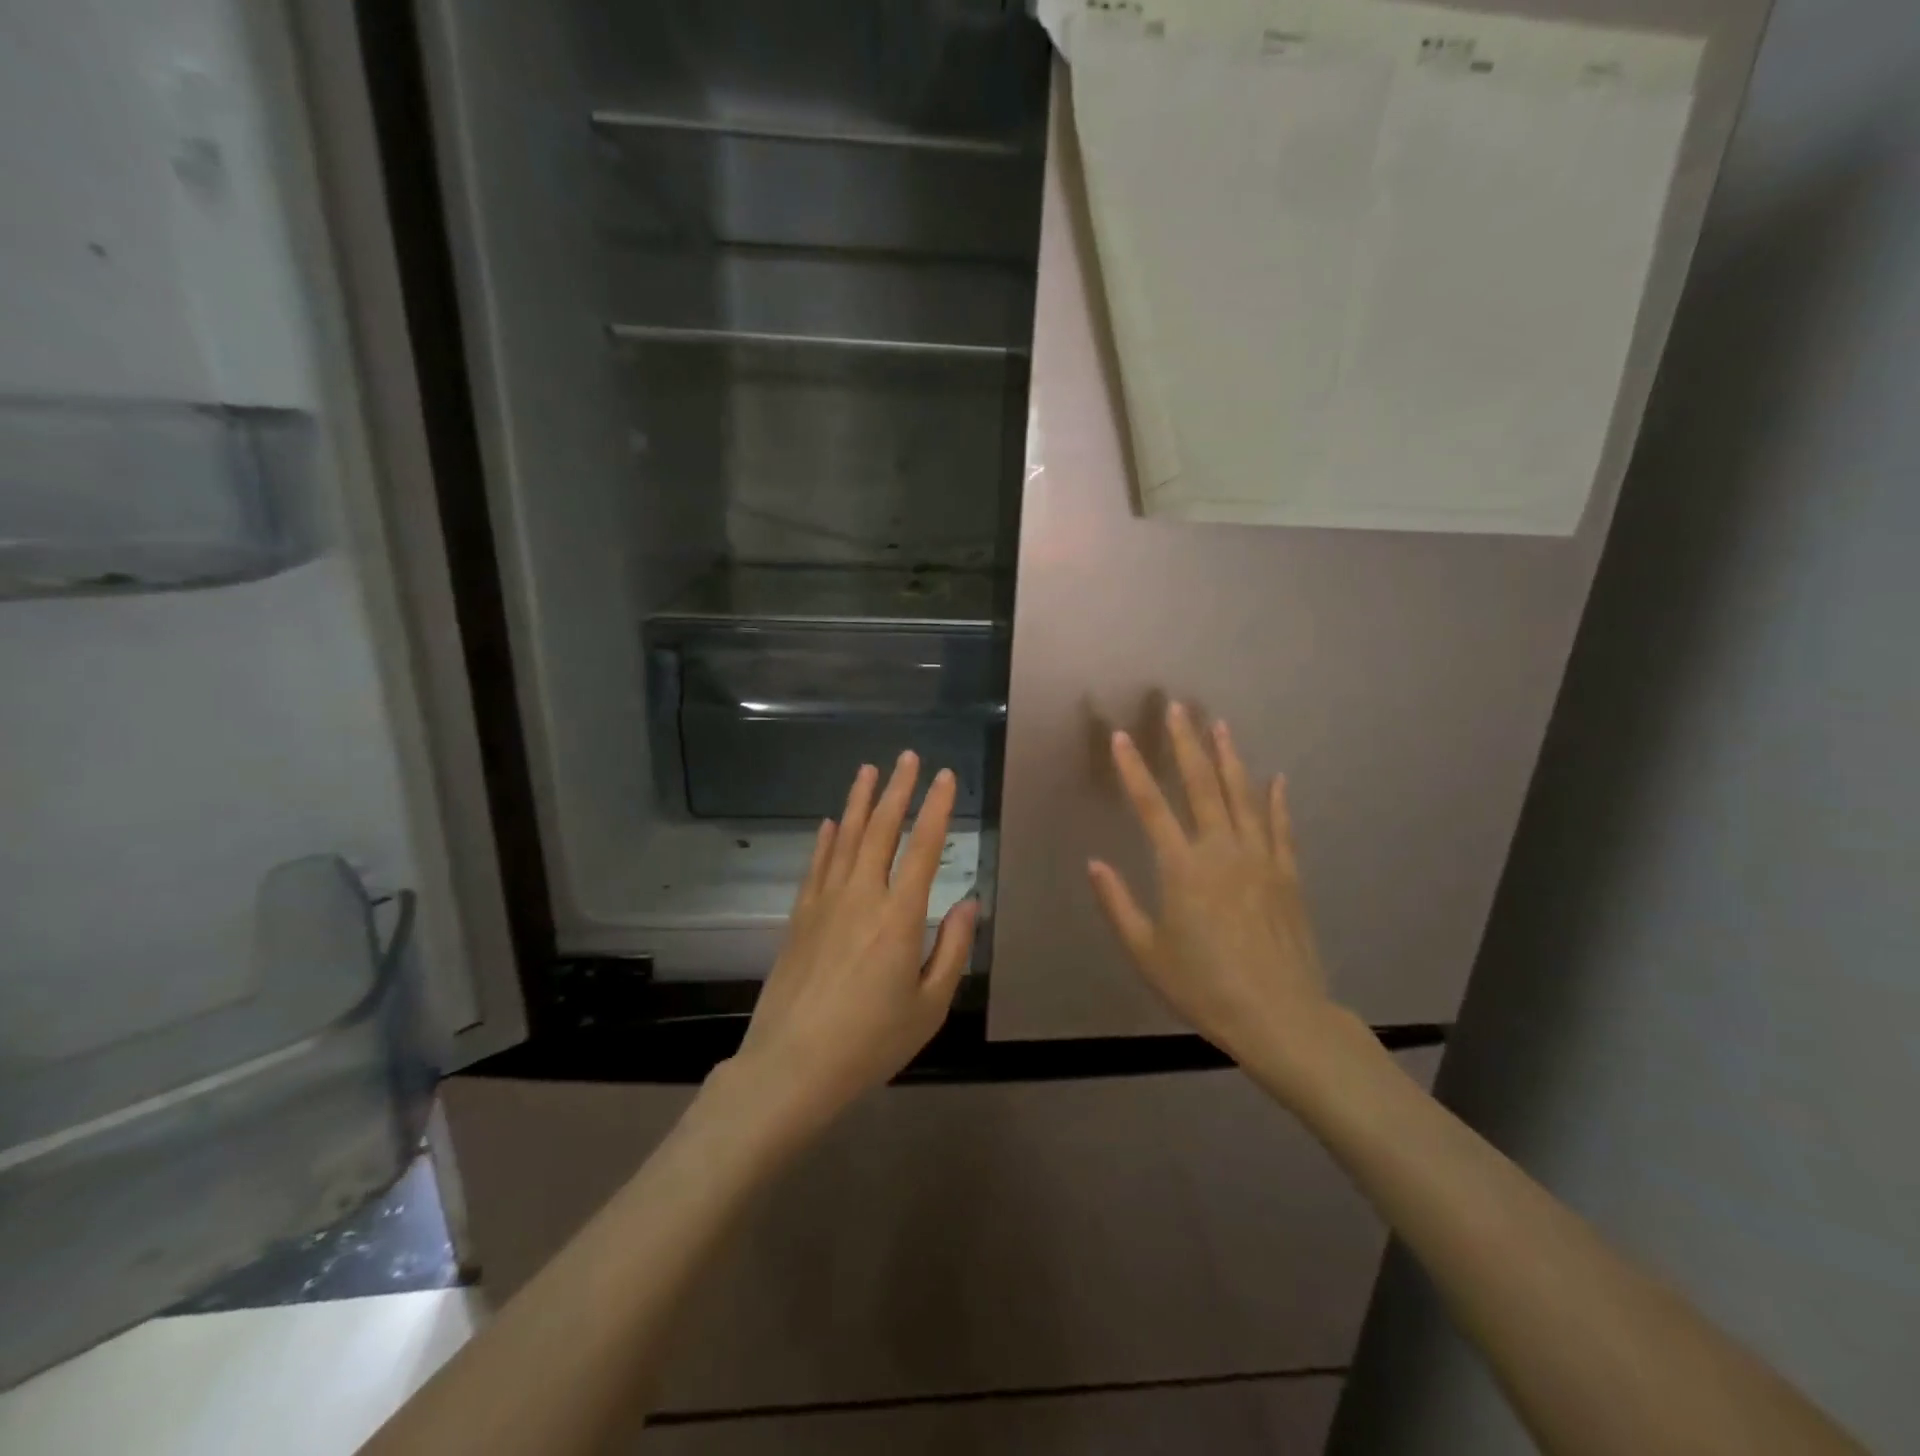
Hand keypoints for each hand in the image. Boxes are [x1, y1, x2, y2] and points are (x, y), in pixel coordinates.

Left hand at [732, 752, 975, 1133]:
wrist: (791, 1066)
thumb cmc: (871, 1041)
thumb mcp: (929, 1005)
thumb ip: (952, 949)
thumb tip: (970, 902)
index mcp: (899, 916)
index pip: (923, 847)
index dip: (937, 808)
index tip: (945, 776)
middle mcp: (861, 896)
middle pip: (881, 829)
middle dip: (898, 789)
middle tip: (907, 757)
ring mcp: (825, 902)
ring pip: (846, 838)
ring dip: (859, 801)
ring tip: (869, 770)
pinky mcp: (799, 917)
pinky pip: (816, 865)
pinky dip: (826, 839)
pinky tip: (831, 822)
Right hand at [1087, 703, 1340, 1091]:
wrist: (1280, 1016)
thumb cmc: (1204, 986)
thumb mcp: (1147, 952)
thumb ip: (1118, 903)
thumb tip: (1094, 863)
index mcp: (1182, 868)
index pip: (1151, 806)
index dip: (1133, 769)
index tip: (1122, 736)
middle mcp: (1221, 850)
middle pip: (1202, 785)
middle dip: (1186, 743)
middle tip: (1177, 708)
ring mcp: (1260, 858)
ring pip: (1242, 795)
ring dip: (1229, 757)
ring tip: (1219, 724)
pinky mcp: (1287, 874)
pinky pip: (1280, 826)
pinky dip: (1277, 800)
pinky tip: (1276, 777)